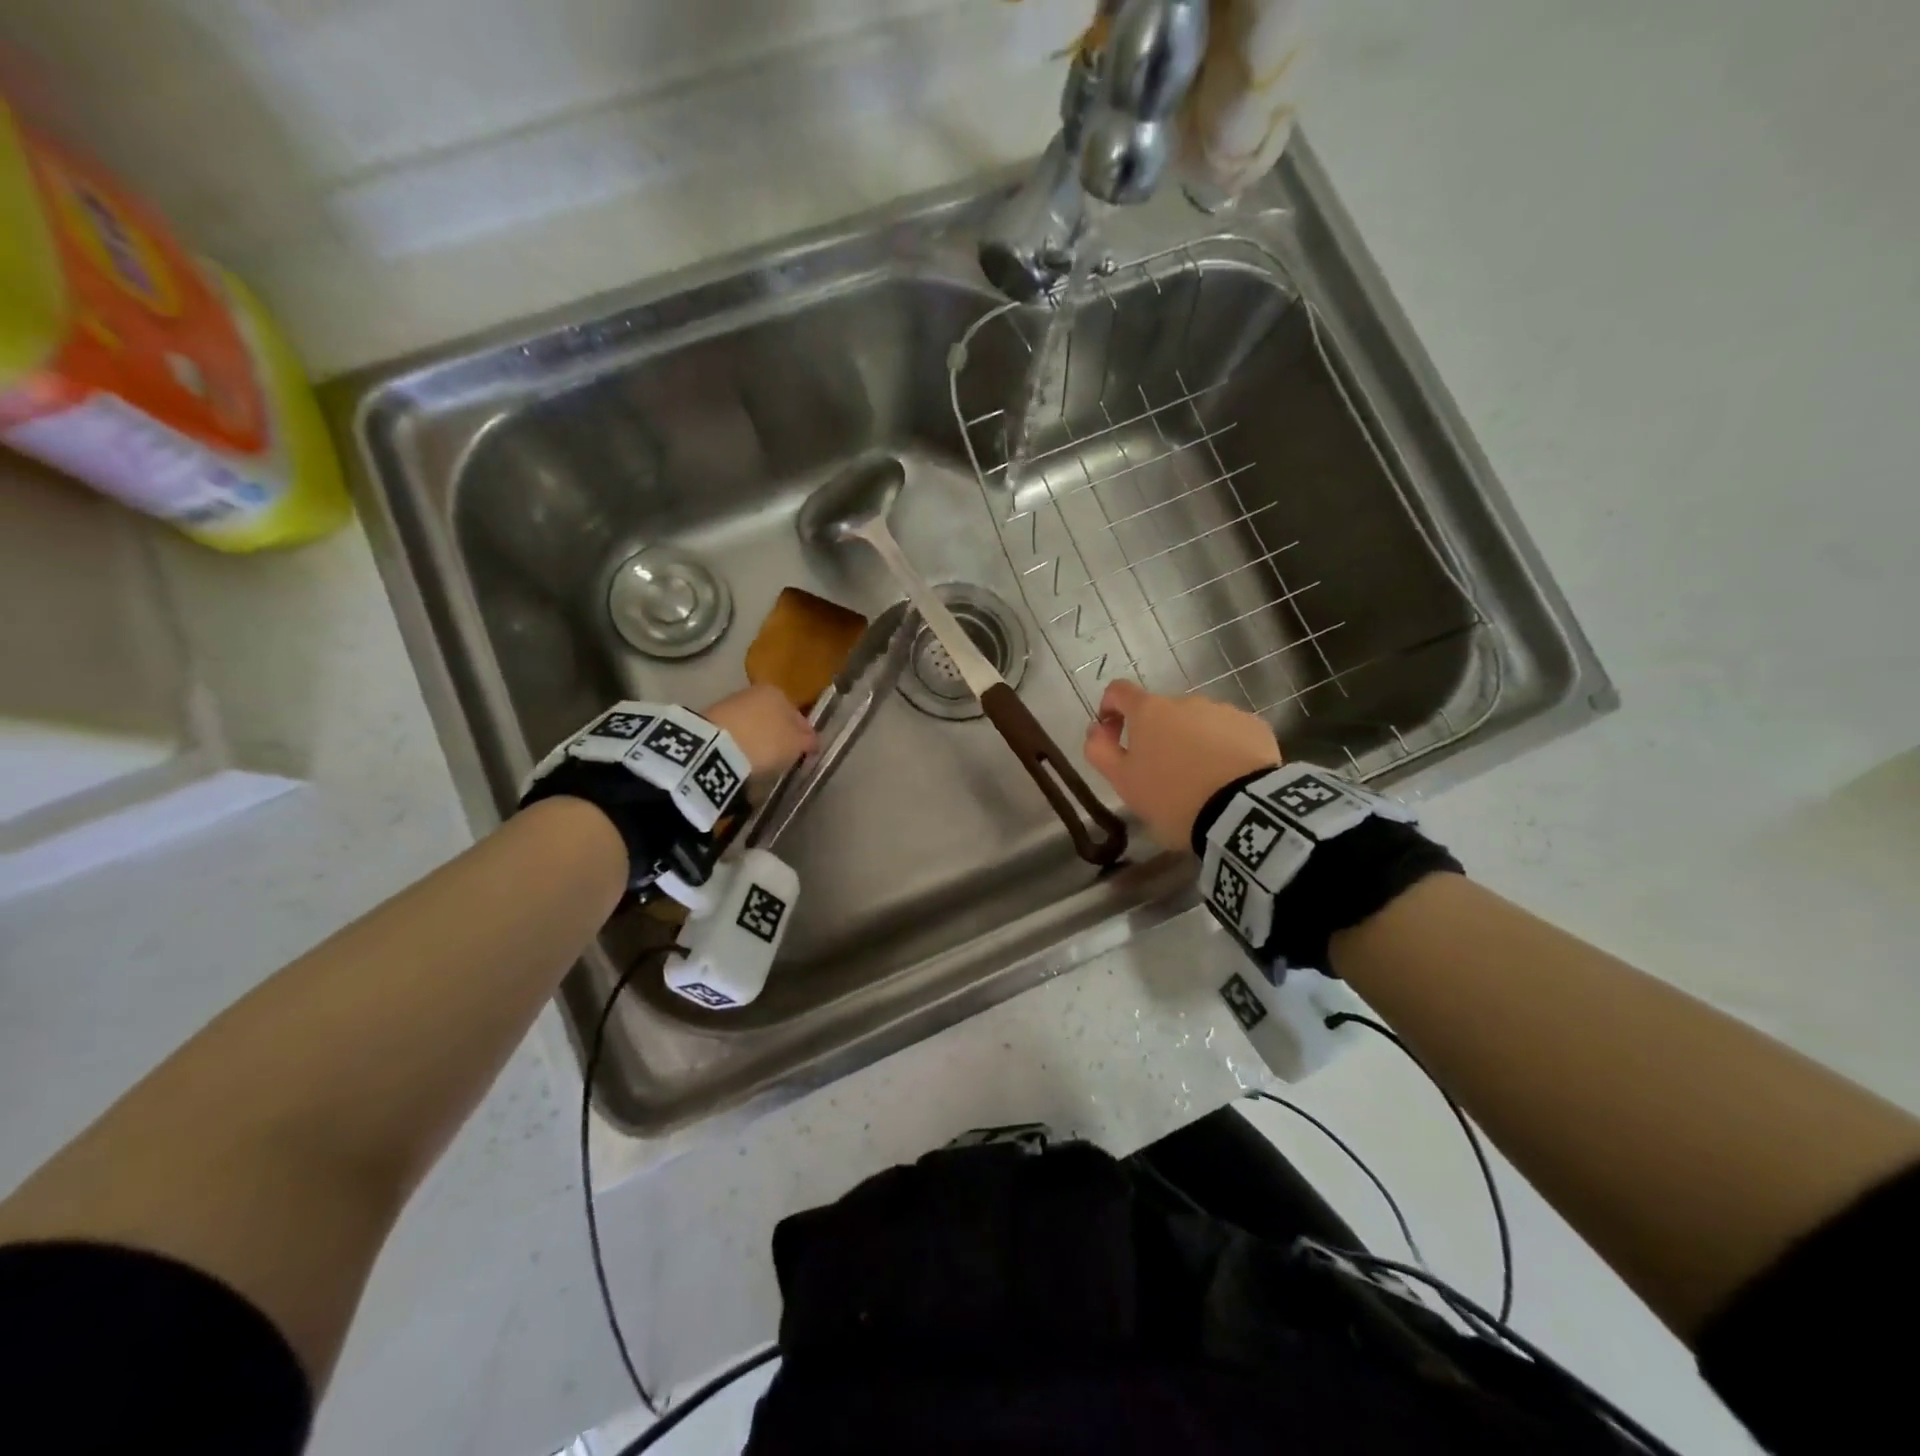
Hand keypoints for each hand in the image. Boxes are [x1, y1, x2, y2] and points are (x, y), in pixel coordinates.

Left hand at [703, 685, 815, 776]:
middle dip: (779, 735)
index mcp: (780, 692)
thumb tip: (812, 740)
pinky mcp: (709, 721)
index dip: (805, 735)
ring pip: (753, 724)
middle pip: (774, 717)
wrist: (714, 747)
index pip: (799, 715)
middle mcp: (755, 692)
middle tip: (784, 757)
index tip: (806, 752)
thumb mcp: (796, 745)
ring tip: (762, 762)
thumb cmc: (766, 742)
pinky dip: (741, 744)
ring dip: (759, 739)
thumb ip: (808, 741)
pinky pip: (735, 734)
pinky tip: (742, 760)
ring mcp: (729, 704)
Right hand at [1082, 680, 1280, 850]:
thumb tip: (1096, 729)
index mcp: (1149, 711)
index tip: (1111, 733)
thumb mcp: (1123, 782)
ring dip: (1191, 741)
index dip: (1110, 708)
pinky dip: (1223, 749)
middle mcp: (1185, 701)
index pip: (1119, 692)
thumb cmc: (1171, 797)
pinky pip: (1229, 733)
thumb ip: (1100, 751)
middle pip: (1161, 712)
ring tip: (1198, 780)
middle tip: (1159, 774)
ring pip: (1197, 722)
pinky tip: (1227, 778)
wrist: (1242, 811)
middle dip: (1157, 735)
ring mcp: (1223, 711)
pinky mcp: (1255, 727)